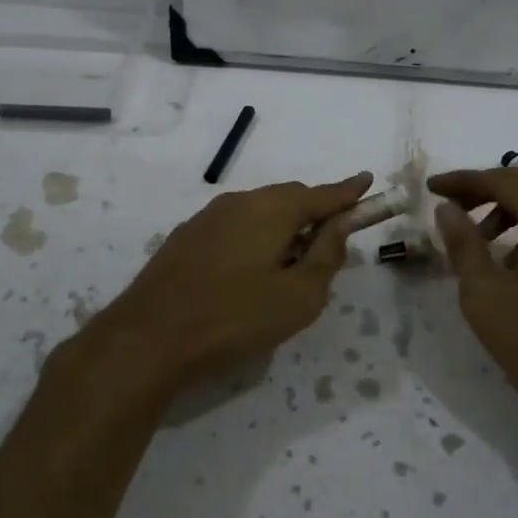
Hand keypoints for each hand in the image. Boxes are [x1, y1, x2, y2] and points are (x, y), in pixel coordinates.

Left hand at [79, 172, 372, 404]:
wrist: (149, 337)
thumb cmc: (234, 318)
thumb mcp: (298, 296)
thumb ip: (326, 255)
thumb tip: (341, 224)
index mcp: (271, 210)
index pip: (322, 194)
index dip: (349, 191)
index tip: (368, 181)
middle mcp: (239, 202)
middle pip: (288, 198)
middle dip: (314, 212)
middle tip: (331, 240)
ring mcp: (207, 217)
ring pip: (258, 211)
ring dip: (283, 227)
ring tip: (292, 262)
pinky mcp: (186, 237)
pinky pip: (235, 225)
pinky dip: (255, 236)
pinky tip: (251, 269)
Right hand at [431, 164, 517, 450]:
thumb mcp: (486, 296)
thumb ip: (464, 245)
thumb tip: (448, 208)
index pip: (505, 181)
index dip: (464, 180)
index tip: (432, 188)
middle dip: (491, 184)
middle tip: (456, 205)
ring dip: (512, 207)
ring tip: (479, 239)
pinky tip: (509, 264)